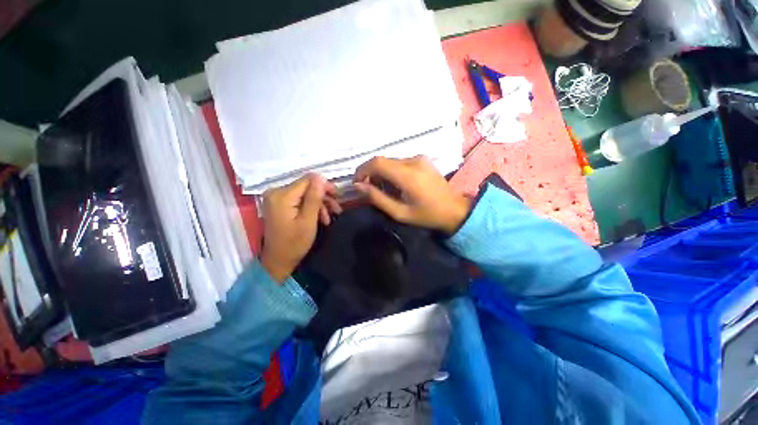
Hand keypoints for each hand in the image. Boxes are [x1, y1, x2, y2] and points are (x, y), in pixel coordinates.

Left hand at [260, 174, 341, 282]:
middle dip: (323, 198)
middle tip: (337, 209)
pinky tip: (320, 218)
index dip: (325, 186)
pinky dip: (311, 208)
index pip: (308, 180)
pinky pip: (299, 200)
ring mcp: (277, 198)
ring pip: (305, 194)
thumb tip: (321, 176)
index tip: (338, 197)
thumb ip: (314, 197)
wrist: (278, 260)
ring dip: (319, 204)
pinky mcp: (279, 204)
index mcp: (282, 195)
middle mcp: (276, 192)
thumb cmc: (294, 243)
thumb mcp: (308, 221)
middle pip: (307, 186)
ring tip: (329, 218)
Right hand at [354, 156, 471, 233]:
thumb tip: (358, 186)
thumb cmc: (427, 215)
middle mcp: (413, 161)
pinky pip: (400, 162)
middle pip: (382, 161)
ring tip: (383, 189)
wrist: (454, 209)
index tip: (357, 183)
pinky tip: (395, 185)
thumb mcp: (400, 213)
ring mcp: (419, 158)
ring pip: (390, 161)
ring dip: (381, 173)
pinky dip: (391, 171)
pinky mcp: (422, 160)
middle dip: (370, 173)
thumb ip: (377, 198)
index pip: (377, 163)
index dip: (362, 170)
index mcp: (408, 175)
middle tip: (369, 189)